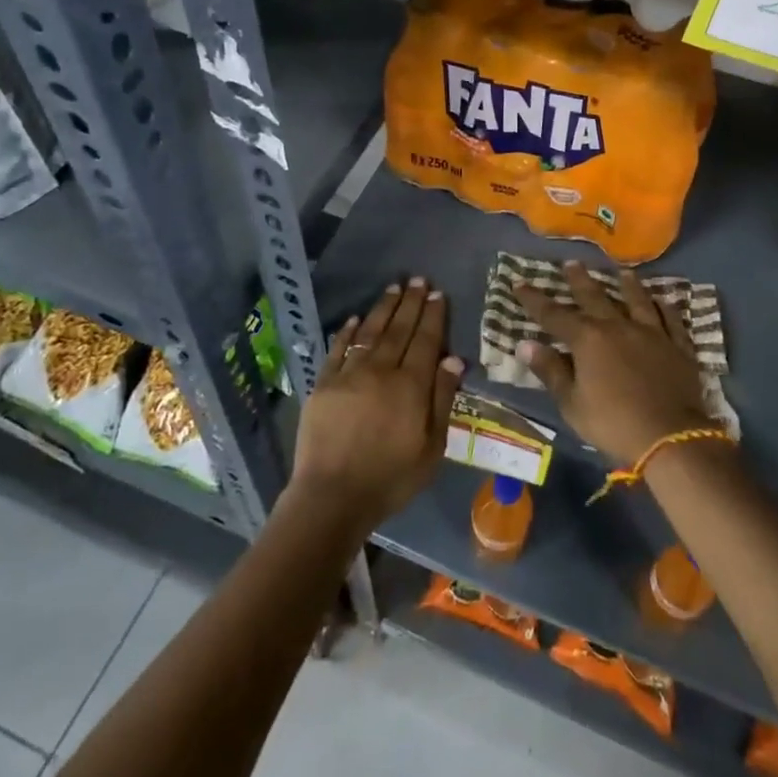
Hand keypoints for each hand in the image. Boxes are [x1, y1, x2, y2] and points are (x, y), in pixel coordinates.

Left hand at [291, 279, 463, 529]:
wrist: (332, 496)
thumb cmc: (390, 478)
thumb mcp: (431, 448)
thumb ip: (442, 401)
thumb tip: (453, 360)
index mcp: (411, 386)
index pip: (425, 341)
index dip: (433, 316)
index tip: (437, 294)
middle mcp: (381, 371)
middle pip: (399, 329)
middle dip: (411, 303)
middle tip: (418, 280)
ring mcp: (349, 374)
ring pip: (370, 332)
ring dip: (383, 308)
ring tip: (394, 287)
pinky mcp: (323, 384)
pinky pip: (337, 349)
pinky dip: (347, 331)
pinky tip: (355, 318)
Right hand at [514, 263, 714, 464]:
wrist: (670, 437)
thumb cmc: (613, 423)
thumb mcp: (572, 404)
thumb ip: (551, 371)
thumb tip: (525, 344)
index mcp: (588, 340)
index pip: (554, 315)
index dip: (534, 300)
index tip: (519, 283)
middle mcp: (618, 327)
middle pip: (596, 297)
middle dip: (580, 280)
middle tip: (572, 262)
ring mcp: (652, 333)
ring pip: (637, 300)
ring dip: (628, 285)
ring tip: (622, 271)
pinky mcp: (678, 346)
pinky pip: (671, 319)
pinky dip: (665, 307)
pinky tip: (663, 300)